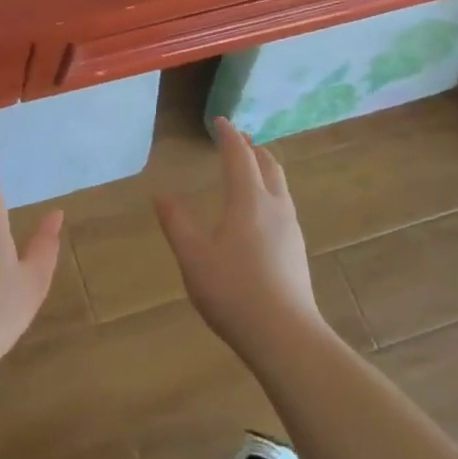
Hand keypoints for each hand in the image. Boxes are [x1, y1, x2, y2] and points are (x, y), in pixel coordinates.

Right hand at [155, 118, 322, 364]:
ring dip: (265, 169)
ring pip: (280, 186)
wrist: (286, 337)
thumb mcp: (193, 256)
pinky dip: (270, 191)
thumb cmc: (233, 291)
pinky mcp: (297, 251)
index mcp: (249, 201)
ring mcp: (291, 230)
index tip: (219, 121)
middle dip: (252, 149)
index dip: (229, 136)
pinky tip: (261, 212)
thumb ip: (176, 222)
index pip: (240, 157)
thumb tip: (161, 194)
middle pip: (269, 166)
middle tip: (237, 140)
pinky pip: (284, 205)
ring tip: (251, 168)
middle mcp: (275, 207)